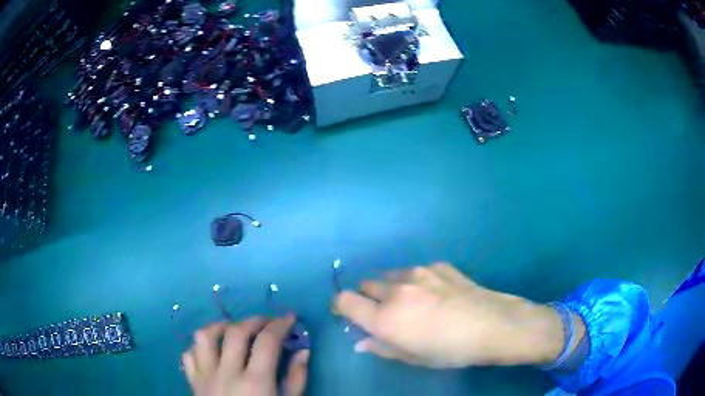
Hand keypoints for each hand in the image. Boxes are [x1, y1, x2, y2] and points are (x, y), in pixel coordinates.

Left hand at [183, 315, 309, 395]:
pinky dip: (200, 346)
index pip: (267, 342)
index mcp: (255, 383)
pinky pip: (189, 354)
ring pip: (204, 336)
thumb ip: (296, 379)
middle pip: (236, 332)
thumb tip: (302, 351)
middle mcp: (226, 374)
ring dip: (221, 326)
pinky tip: (212, 350)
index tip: (289, 318)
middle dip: (254, 320)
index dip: (280, 325)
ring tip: (235, 329)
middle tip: (267, 322)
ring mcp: (205, 376)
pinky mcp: (192, 382)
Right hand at [335, 263, 569, 367]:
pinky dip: (417, 281)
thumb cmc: (450, 350)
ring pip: (390, 275)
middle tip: (387, 313)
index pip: (344, 300)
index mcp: (384, 317)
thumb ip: (381, 347)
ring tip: (415, 303)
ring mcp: (418, 273)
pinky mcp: (437, 265)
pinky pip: (416, 271)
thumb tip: (361, 341)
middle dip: (369, 298)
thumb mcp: (412, 357)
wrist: (492, 325)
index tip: (349, 314)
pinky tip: (439, 294)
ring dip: (392, 288)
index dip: (341, 306)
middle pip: (365, 284)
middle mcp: (395, 290)